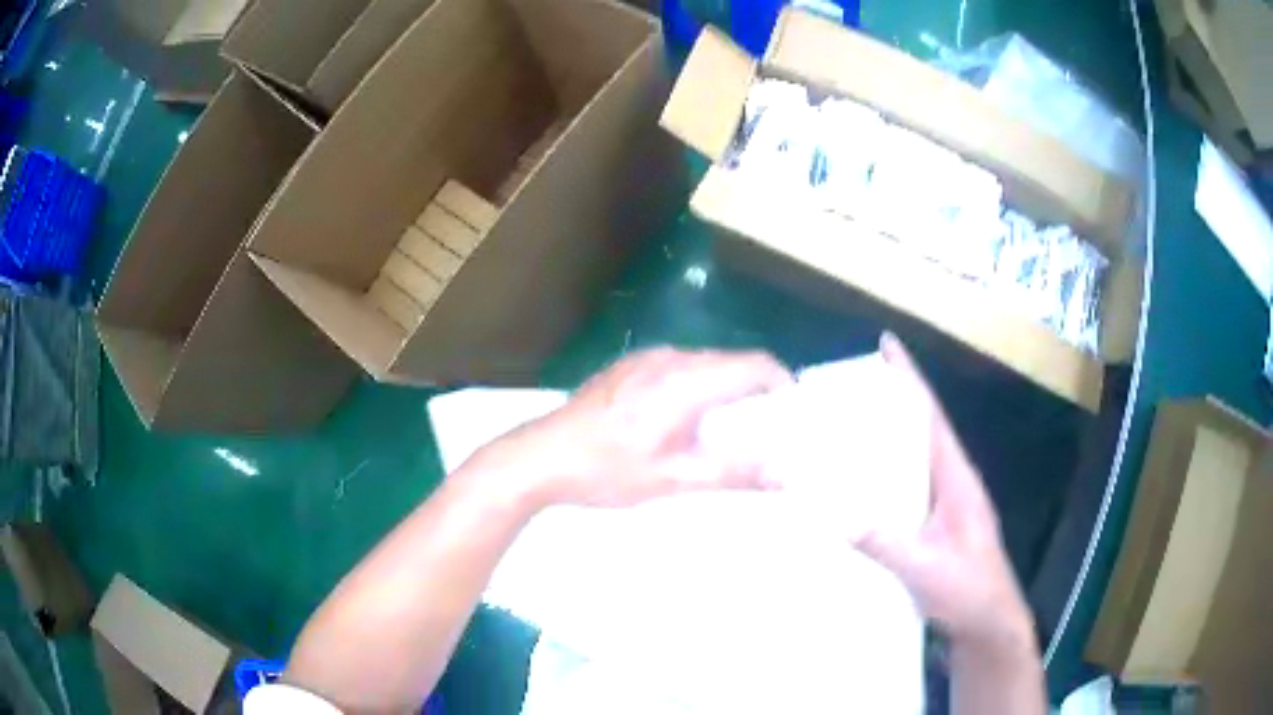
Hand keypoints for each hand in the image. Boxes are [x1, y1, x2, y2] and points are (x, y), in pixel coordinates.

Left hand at [470, 348, 793, 508]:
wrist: (540, 458)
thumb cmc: (608, 471)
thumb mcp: (674, 479)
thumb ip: (734, 473)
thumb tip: (786, 476)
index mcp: (686, 380)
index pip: (754, 365)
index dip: (783, 386)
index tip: (794, 417)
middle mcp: (669, 358)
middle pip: (731, 363)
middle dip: (755, 393)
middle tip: (765, 431)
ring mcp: (644, 359)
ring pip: (704, 365)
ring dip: (725, 391)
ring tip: (727, 431)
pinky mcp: (627, 368)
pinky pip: (678, 369)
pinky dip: (697, 389)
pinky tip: (684, 422)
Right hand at [858, 334, 1034, 650]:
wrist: (988, 623)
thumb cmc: (969, 591)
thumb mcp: (928, 569)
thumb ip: (888, 543)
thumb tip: (839, 514)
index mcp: (957, 478)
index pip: (932, 417)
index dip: (911, 379)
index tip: (887, 344)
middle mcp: (952, 482)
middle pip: (921, 429)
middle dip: (892, 401)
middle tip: (848, 386)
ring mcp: (945, 504)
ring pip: (913, 458)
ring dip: (886, 437)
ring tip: (845, 426)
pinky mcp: (935, 524)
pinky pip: (907, 486)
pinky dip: (885, 474)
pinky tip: (859, 484)